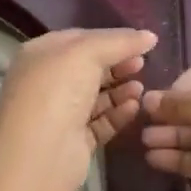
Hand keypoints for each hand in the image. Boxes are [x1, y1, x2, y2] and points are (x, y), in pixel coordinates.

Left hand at [0, 28, 157, 190]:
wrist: (41, 153)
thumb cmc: (57, 90)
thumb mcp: (87, 52)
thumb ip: (120, 41)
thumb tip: (150, 36)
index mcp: (40, 55)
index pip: (79, 39)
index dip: (110, 39)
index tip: (140, 42)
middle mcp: (47, 82)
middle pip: (89, 68)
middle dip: (117, 64)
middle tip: (143, 64)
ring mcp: (59, 113)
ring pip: (96, 96)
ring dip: (120, 89)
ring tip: (140, 88)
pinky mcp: (73, 141)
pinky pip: (100, 122)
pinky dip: (118, 113)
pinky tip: (134, 107)